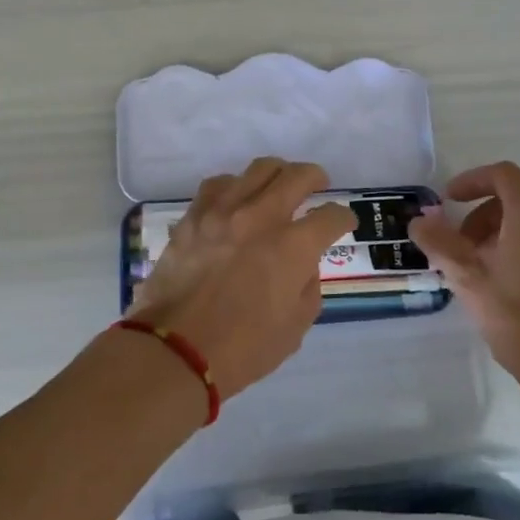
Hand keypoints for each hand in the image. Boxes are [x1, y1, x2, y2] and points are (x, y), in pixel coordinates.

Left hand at [128, 159, 354, 398]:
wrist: (175, 350)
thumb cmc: (242, 348)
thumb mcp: (295, 327)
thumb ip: (308, 286)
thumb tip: (303, 264)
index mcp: (292, 247)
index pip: (330, 216)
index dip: (343, 218)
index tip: (343, 222)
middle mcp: (261, 217)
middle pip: (297, 176)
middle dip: (316, 177)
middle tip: (319, 184)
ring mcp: (223, 211)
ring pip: (259, 169)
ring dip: (277, 173)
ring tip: (278, 185)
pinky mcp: (194, 215)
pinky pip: (219, 183)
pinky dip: (235, 186)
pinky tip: (236, 198)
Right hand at [408, 162, 519, 396]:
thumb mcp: (469, 280)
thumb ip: (440, 244)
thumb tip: (419, 221)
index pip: (502, 175)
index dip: (471, 181)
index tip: (448, 201)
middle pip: (517, 198)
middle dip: (481, 215)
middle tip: (459, 246)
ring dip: (501, 233)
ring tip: (481, 270)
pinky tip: (509, 286)